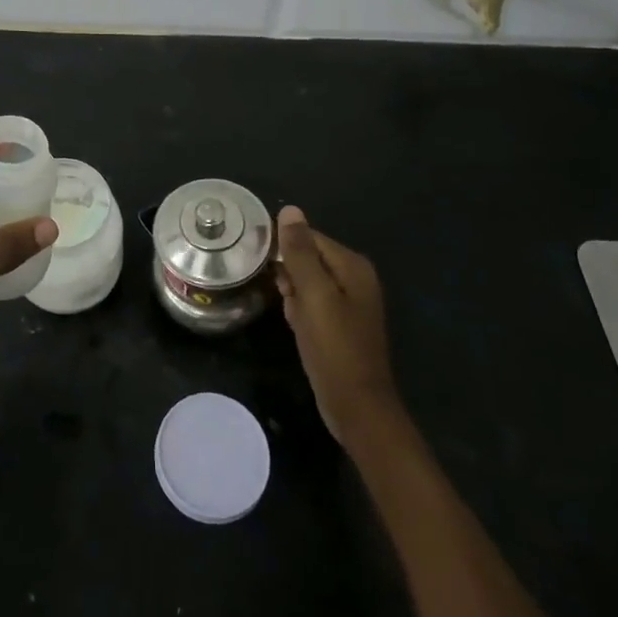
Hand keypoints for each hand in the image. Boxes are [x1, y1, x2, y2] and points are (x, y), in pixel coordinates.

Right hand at [274, 206, 400, 443]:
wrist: (356, 407)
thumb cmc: (335, 348)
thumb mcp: (314, 295)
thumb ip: (301, 252)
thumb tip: (289, 209)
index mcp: (352, 266)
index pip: (309, 237)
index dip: (284, 248)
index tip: (261, 261)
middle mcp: (354, 278)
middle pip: (308, 258)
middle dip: (288, 274)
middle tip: (282, 296)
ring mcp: (348, 302)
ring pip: (306, 282)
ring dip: (292, 294)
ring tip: (290, 313)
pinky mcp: (339, 323)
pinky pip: (312, 303)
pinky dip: (300, 311)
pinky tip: (296, 325)